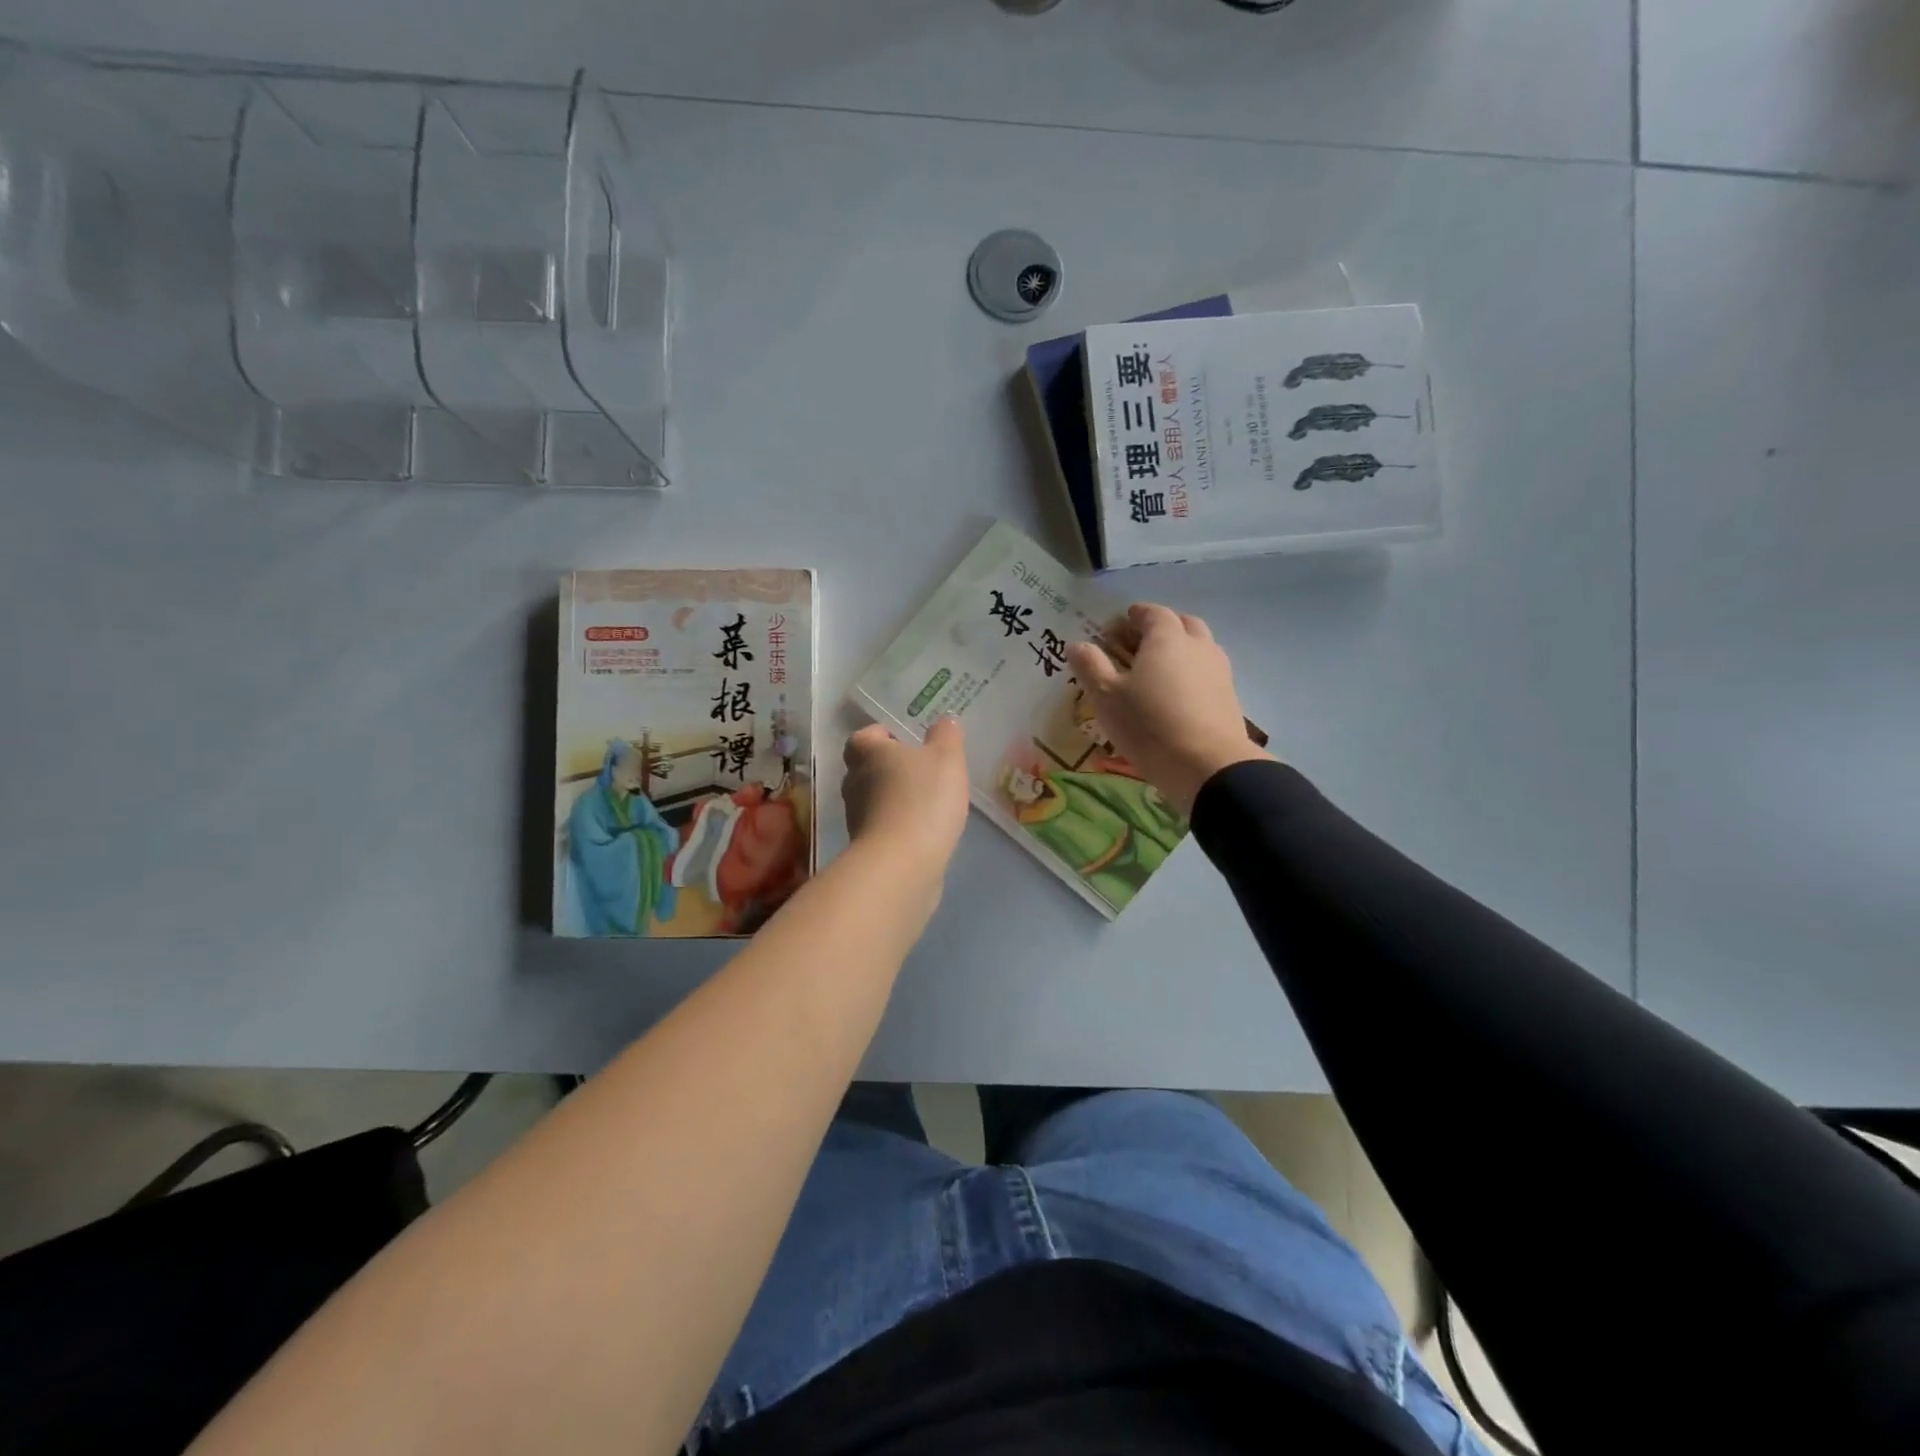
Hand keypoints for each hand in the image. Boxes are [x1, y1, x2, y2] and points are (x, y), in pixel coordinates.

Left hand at [842, 717, 970, 871]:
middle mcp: (853, 781)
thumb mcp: (947, 758)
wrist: (902, 863)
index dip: (884, 736)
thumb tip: (944, 720)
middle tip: (922, 771)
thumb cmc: (923, 799)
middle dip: (890, 768)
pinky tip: (924, 830)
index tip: (908, 742)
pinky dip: (898, 825)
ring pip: (874, 798)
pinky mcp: (865, 846)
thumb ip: (946, 735)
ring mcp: (855, 816)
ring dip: (894, 798)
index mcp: (867, 752)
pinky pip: (882, 826)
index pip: (865, 735)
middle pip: (867, 767)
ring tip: (927, 802)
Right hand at [1066, 604, 1272, 814]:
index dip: (1135, 615)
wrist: (1207, 766)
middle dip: (1161, 627)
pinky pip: (1208, 673)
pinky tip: (1178, 696)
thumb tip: (1076, 644)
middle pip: (1183, 624)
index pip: (1153, 613)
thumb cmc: (1149, 724)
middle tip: (1139, 644)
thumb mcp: (1107, 696)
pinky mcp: (1229, 698)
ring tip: (1158, 671)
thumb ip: (1091, 666)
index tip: (1120, 624)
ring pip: (1200, 647)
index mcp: (1167, 638)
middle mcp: (1197, 646)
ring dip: (1180, 650)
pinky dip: (1192, 674)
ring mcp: (1219, 671)